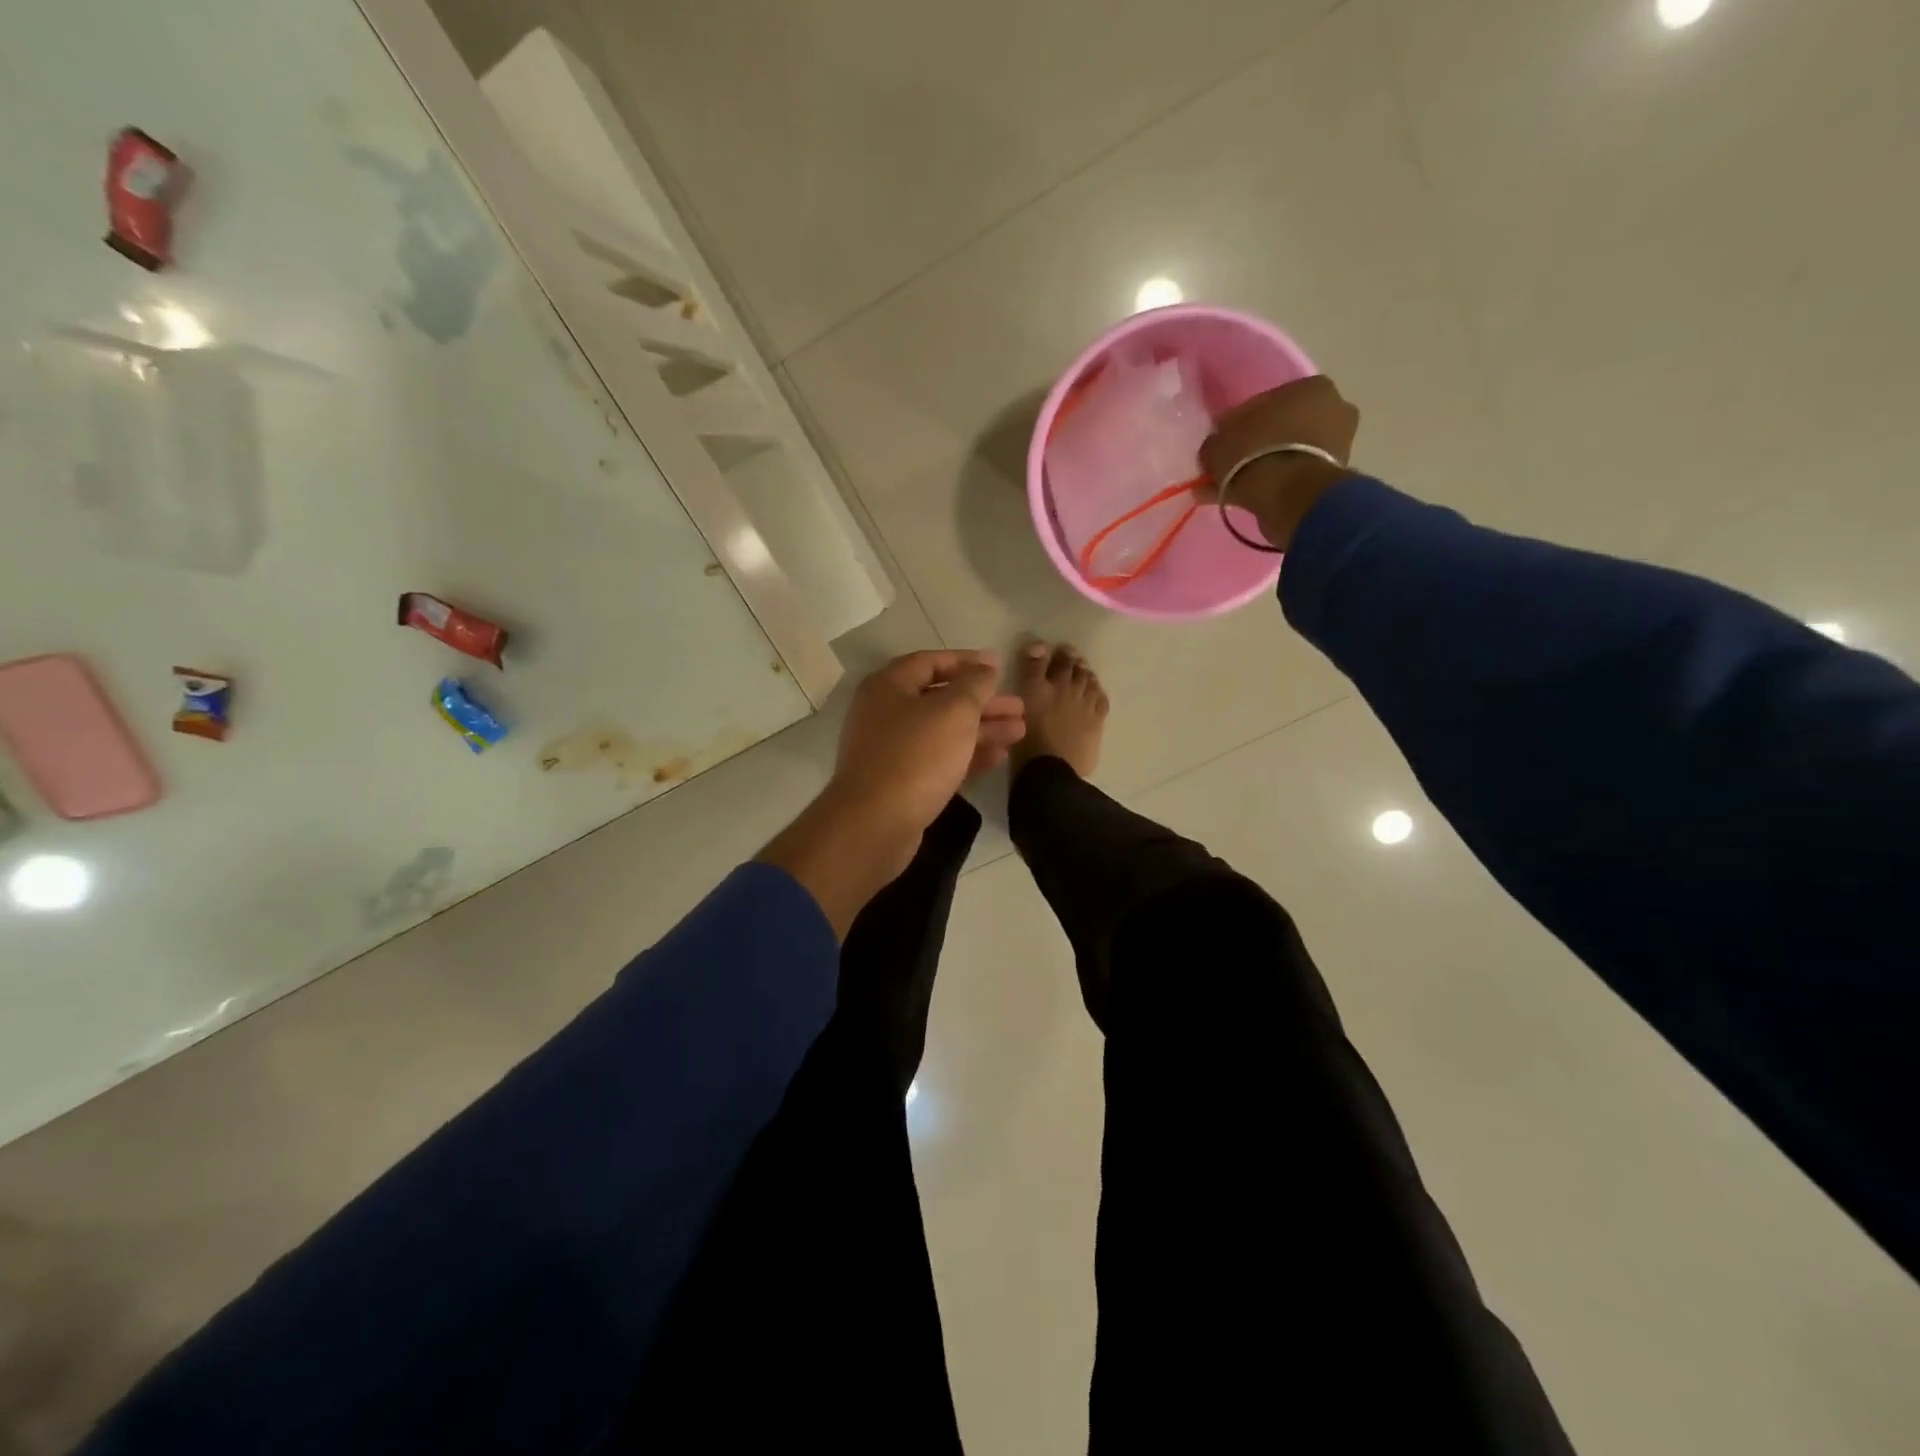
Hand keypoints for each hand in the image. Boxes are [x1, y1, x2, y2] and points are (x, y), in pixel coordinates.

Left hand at [758, 651, 1023, 936]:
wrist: (876, 823)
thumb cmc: (916, 756)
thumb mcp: (954, 711)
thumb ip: (975, 684)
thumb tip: (986, 665)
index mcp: (889, 686)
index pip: (931, 662)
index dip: (967, 662)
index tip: (1000, 667)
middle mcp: (885, 713)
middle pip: (940, 699)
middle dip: (982, 703)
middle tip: (1019, 707)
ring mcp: (891, 750)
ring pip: (943, 731)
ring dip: (981, 729)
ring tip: (1019, 731)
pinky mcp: (901, 782)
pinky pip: (939, 759)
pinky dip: (967, 755)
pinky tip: (999, 757)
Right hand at [1199, 375, 1360, 549]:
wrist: (1290, 496)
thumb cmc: (1255, 454)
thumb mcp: (1218, 443)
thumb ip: (1217, 441)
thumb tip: (1217, 448)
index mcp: (1311, 387)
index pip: (1264, 403)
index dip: (1237, 424)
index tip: (1221, 443)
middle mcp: (1334, 409)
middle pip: (1280, 429)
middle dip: (1254, 446)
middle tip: (1228, 466)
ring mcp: (1338, 445)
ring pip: (1286, 454)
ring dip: (1261, 468)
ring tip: (1232, 488)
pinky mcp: (1332, 478)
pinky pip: (1292, 477)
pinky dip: (1271, 486)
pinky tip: (1245, 498)